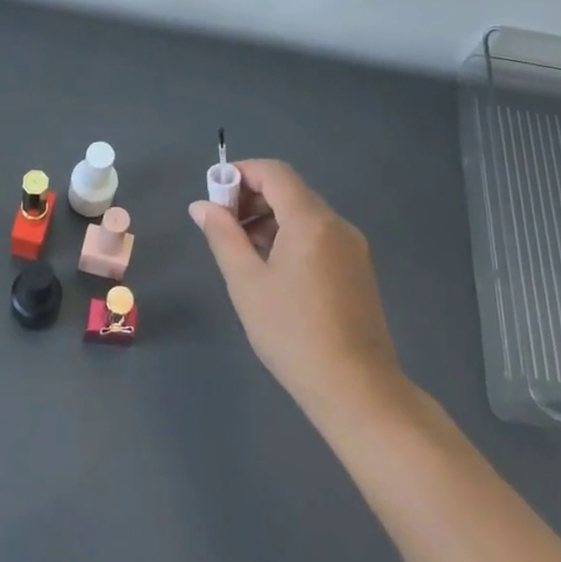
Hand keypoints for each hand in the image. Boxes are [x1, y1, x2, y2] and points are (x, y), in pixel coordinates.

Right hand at [189, 160, 402, 420]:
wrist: (356, 389)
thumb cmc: (292, 333)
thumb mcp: (247, 283)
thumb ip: (223, 236)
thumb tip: (202, 206)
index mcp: (311, 220)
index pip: (274, 172)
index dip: (240, 173)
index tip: (213, 196)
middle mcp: (337, 224)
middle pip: (290, 191)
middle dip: (252, 198)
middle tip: (222, 227)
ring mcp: (352, 247)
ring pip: (305, 215)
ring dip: (270, 220)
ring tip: (242, 253)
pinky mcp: (358, 270)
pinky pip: (319, 237)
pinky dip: (291, 238)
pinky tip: (272, 270)